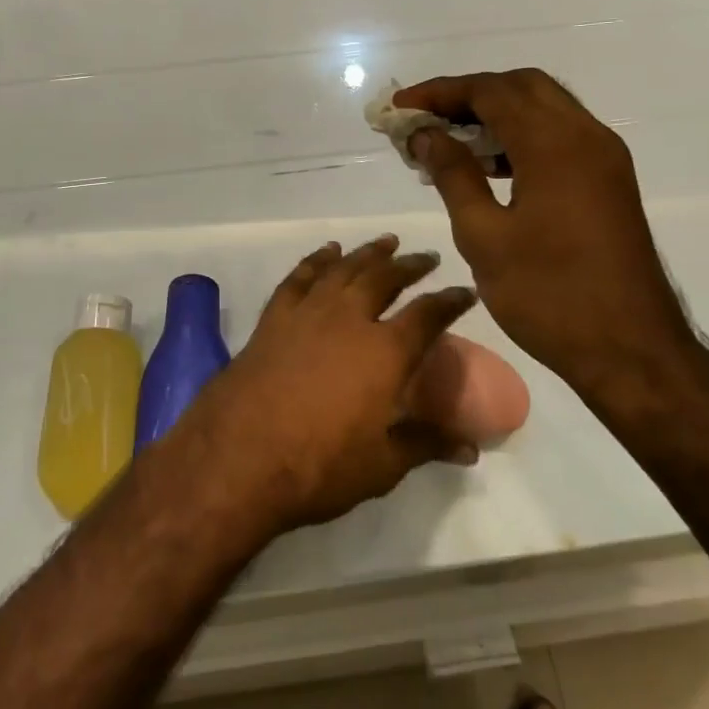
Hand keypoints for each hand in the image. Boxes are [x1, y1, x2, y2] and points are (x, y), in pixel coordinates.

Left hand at [182, 236, 477, 533]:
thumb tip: (470, 448)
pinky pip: (299, 278)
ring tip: (386, 242)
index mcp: (385, 352)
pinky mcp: (274, 318)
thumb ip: (425, 445)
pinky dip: (316, 260)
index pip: (428, 315)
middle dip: (410, 266)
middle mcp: (349, 320)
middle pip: (385, 279)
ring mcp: (308, 313)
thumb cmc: (319, 466)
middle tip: (426, 257)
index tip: (465, 291)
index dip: (450, 301)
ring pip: (344, 269)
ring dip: (368, 253)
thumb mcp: (382, 466)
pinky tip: (326, 252)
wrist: (238, 456)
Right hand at [395, 70, 699, 397]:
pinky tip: (489, 166)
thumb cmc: (549, 295)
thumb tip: (426, 135)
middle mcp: (586, 136)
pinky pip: (559, 136)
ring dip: (496, 112)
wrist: (632, 352)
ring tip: (449, 140)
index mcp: (555, 145)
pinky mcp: (608, 181)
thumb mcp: (484, 236)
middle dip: (469, 94)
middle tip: (426, 119)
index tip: (400, 107)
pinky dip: (521, 135)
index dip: (440, 92)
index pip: (490, 91)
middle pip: (521, 86)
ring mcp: (603, 158)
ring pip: (544, 108)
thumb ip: (454, 175)